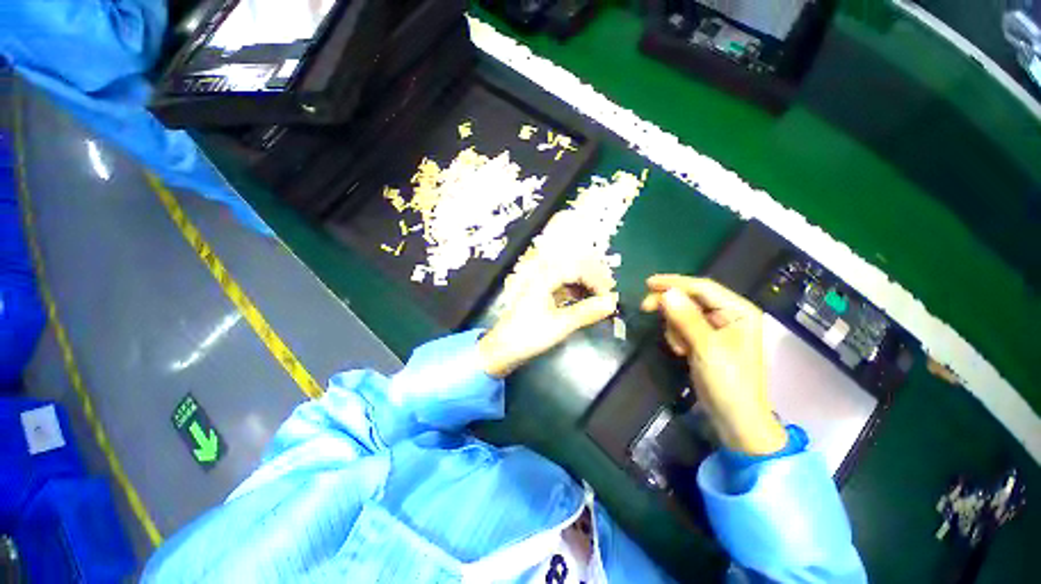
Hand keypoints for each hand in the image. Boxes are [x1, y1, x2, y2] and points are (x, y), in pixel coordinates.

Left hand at [479, 257, 618, 377]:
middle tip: (607, 294)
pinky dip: (576, 293)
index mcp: (545, 278)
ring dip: (585, 285)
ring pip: (568, 278)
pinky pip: (562, 288)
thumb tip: (612, 303)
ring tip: (599, 298)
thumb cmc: (530, 335)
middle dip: (592, 278)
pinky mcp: (541, 296)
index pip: (577, 268)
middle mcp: (542, 276)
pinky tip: (584, 302)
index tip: (609, 295)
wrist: (503, 349)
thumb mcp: (561, 324)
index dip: (596, 279)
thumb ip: (587, 312)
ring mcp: (541, 286)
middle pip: (573, 268)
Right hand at [641, 276, 786, 455]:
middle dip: (670, 305)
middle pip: (691, 298)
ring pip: (683, 312)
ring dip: (674, 326)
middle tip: (645, 308)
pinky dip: (677, 336)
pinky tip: (681, 351)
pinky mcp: (706, 340)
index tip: (647, 283)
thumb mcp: (706, 348)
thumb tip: (666, 293)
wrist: (735, 418)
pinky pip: (683, 326)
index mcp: (738, 311)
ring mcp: (717, 328)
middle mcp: (729, 314)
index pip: (703, 287)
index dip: (674, 283)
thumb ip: (686, 318)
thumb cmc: (729, 382)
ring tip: (678, 347)